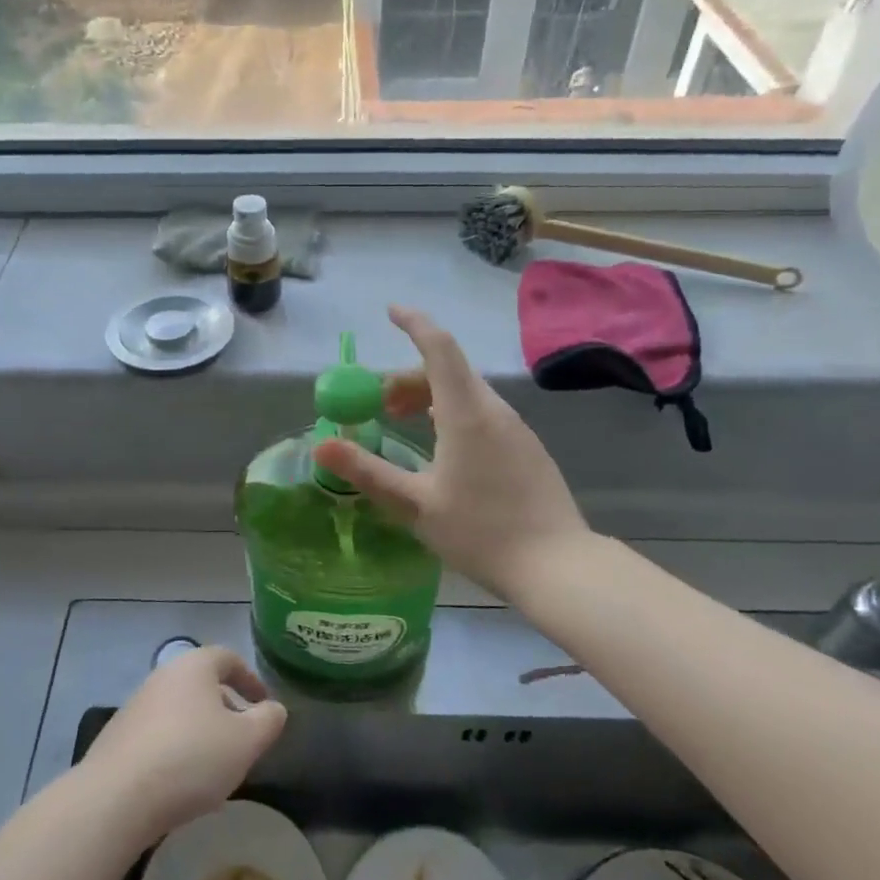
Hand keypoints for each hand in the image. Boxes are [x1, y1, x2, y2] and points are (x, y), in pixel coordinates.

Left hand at [81, 646, 287, 846]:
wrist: (116, 798)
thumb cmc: (191, 757)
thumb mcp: (246, 741)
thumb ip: (268, 721)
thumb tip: (274, 709)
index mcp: (194, 666)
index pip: (228, 658)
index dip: (251, 679)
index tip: (264, 705)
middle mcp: (163, 676)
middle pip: (203, 684)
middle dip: (226, 708)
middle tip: (243, 739)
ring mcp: (136, 706)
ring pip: (180, 711)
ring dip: (201, 732)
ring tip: (216, 768)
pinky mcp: (118, 738)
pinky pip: (159, 736)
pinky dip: (177, 751)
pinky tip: (183, 785)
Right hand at [313, 305, 590, 602]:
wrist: (559, 567)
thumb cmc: (481, 533)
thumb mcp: (415, 506)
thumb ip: (367, 471)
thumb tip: (321, 447)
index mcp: (466, 413)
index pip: (439, 347)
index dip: (414, 323)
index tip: (390, 311)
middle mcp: (493, 409)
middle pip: (447, 370)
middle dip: (408, 376)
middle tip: (378, 405)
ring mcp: (514, 427)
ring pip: (465, 392)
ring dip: (429, 396)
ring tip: (403, 424)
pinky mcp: (525, 447)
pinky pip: (482, 412)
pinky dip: (452, 412)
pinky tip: (442, 448)